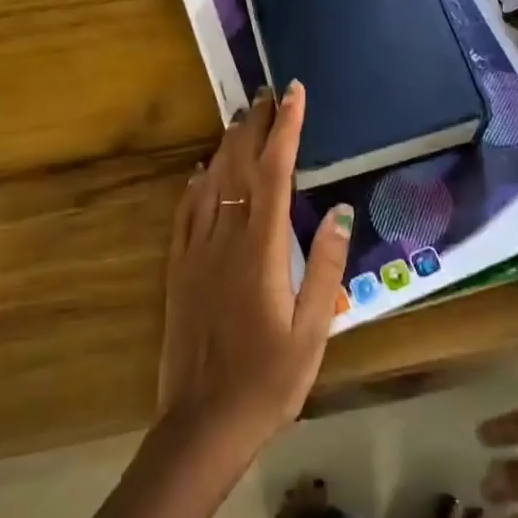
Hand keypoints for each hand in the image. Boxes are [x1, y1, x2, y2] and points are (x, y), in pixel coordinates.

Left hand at [156, 83, 352, 461]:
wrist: (202, 425)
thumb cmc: (268, 381)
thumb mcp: (313, 330)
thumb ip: (326, 267)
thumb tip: (338, 210)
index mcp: (262, 249)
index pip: (275, 172)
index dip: (286, 128)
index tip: (294, 94)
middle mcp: (226, 238)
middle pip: (240, 166)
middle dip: (256, 125)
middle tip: (268, 92)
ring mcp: (196, 252)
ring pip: (211, 182)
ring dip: (227, 145)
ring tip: (242, 116)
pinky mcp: (178, 270)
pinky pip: (186, 213)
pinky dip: (196, 183)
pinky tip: (202, 170)